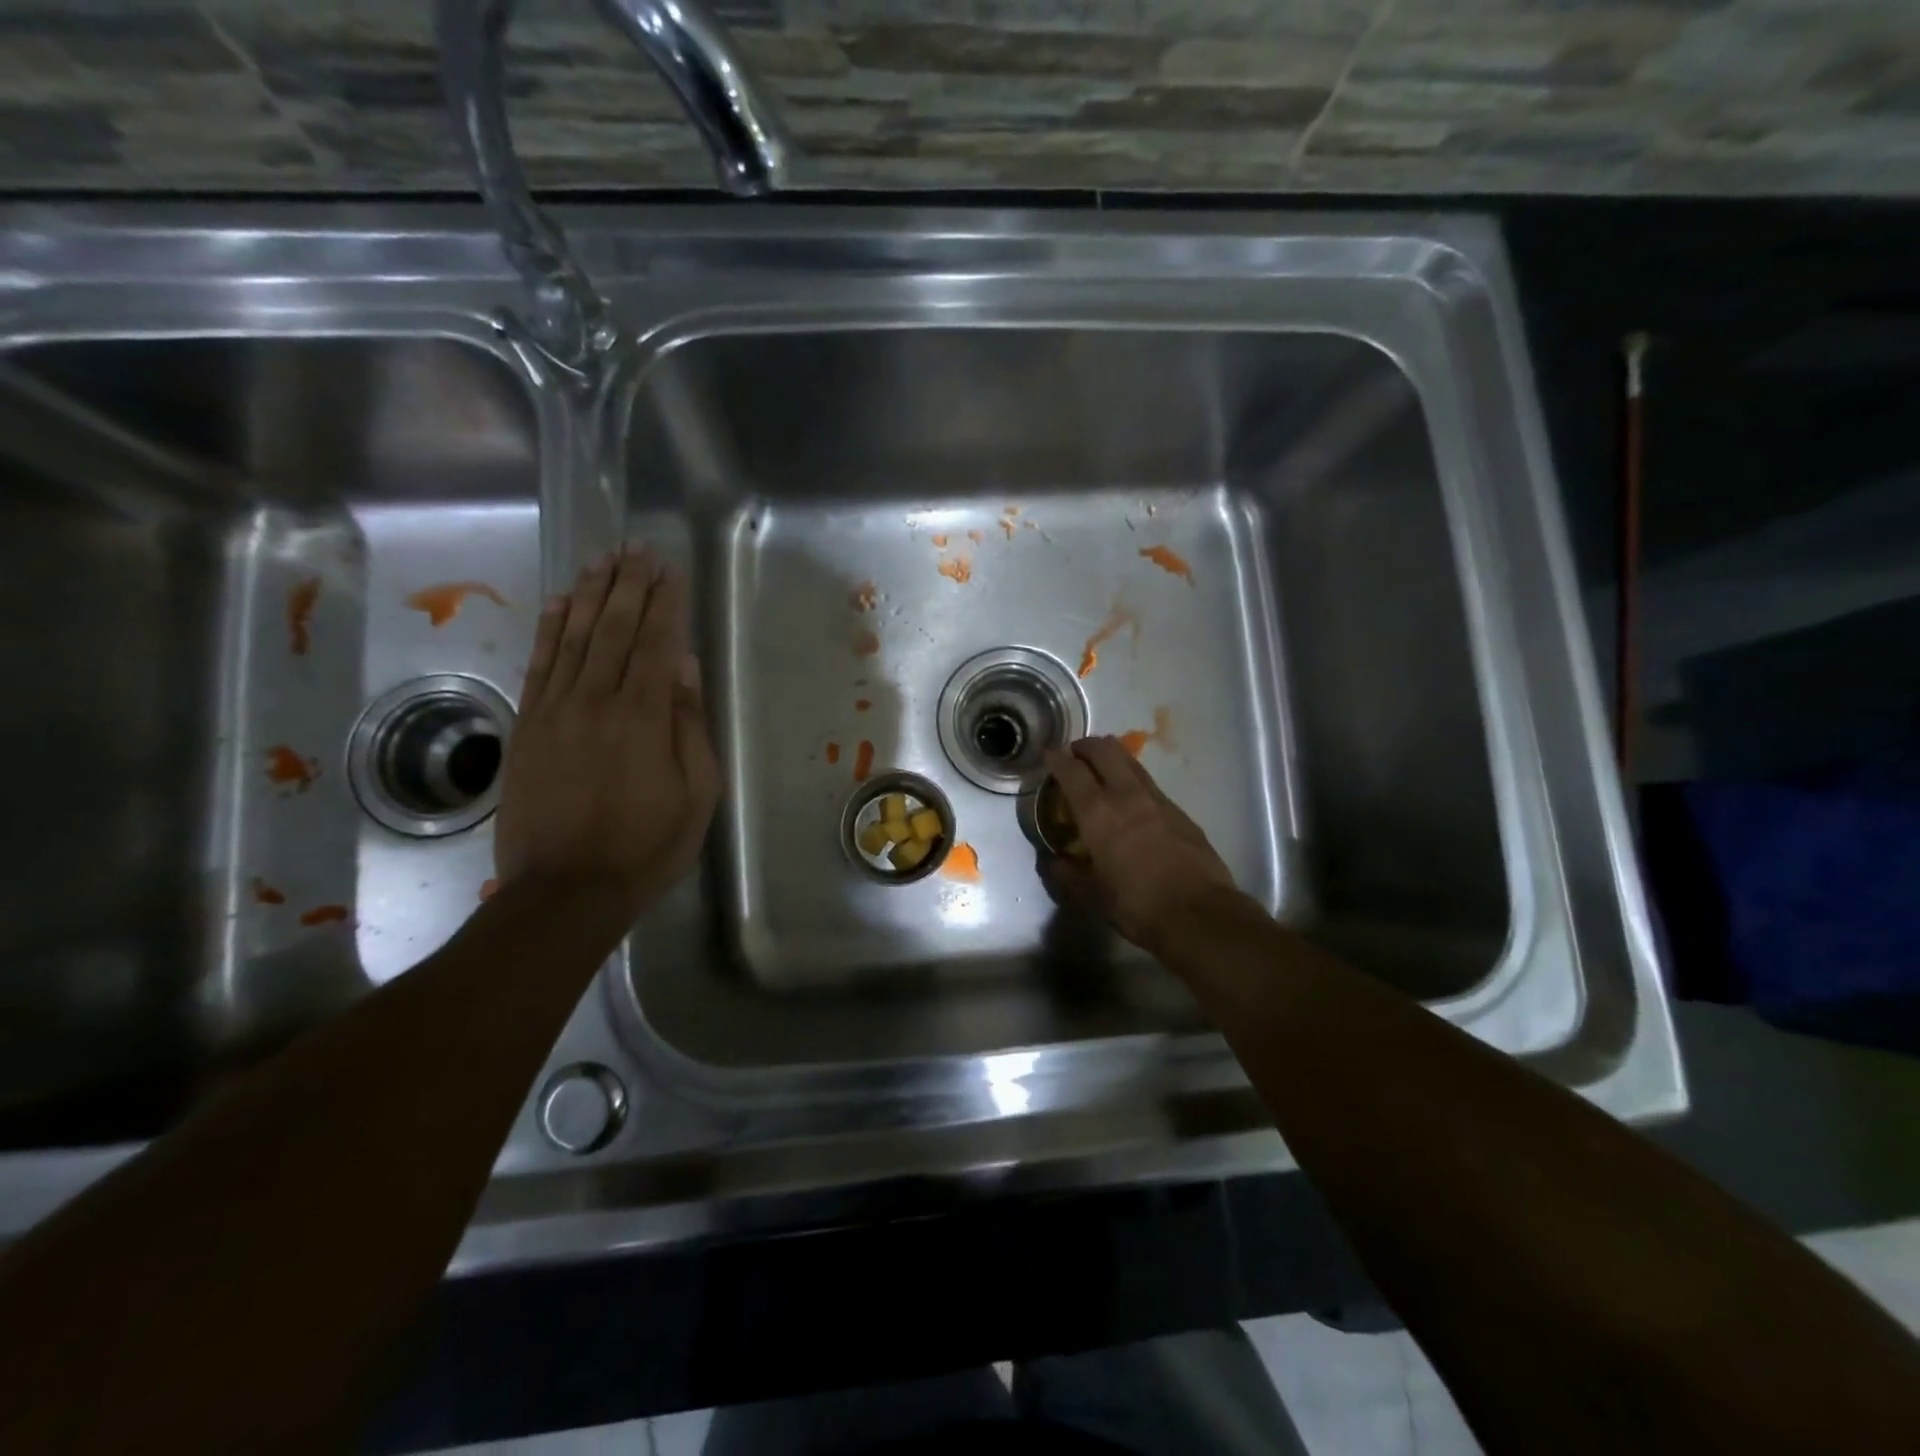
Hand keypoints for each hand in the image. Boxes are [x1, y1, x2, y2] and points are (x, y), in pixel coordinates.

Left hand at [495, 545, 719, 918]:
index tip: (670, 569)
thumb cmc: (647, 846)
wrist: (566, 889)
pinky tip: (561, 602)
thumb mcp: (696, 794)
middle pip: (614, 628)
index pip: (656, 643)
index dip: (664, 602)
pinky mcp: (527, 726)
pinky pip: (540, 664)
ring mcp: (555, 710)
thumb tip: (684, 666)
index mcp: (643, 717)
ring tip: (603, 559)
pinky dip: (550, 628)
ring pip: (575, 637)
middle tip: (638, 549)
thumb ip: (689, 725)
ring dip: (591, 594)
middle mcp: (596, 700)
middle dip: (629, 585)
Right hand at [1041, 737, 1240, 950]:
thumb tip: (1055, 861)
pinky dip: (1133, 779)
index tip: (1048, 754)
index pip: (1072, 771)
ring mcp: (1158, 800)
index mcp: (1098, 814)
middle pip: (1105, 751)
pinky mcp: (1180, 811)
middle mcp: (1127, 796)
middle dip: (1086, 746)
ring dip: (1112, 757)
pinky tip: (1132, 799)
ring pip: (1130, 762)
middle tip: (1075, 754)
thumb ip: (1068, 875)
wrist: (1199, 914)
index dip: (1057, 758)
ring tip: (1101, 767)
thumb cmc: (1137, 905)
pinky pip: (1149, 783)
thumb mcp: (1092, 896)